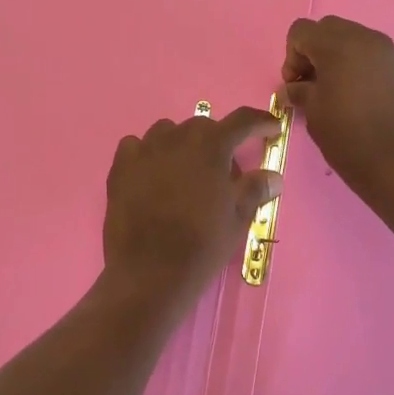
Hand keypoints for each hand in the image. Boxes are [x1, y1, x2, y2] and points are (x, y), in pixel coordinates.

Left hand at [102, 106, 281, 302]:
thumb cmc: (201, 246)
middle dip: (218, 141)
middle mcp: (177, 138)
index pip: (242, 121)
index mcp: (211, 146)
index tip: (271, 129)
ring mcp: (145, 150)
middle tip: (224, 171)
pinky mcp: (120, 167)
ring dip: (182, 144)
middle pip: (203, 126)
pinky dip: (147, 154)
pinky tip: (152, 174)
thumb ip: (255, 189)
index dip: (261, 122)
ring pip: (168, 132)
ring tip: (186, 173)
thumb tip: (273, 176)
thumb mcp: (237, 219)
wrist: (149, 273)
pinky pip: (136, 146)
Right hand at [282, 16, 393, 196]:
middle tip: (314, 85)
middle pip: (331, 29)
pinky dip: (366, 70)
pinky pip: (380, 60)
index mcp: (340, 45)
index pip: (302, 30)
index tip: (295, 84)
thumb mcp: (313, 114)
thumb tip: (293, 88)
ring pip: (359, 42)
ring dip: (343, 59)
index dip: (292, 55)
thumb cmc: (349, 137)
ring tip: (342, 94)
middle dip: (317, 52)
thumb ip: (300, 91)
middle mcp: (369, 40)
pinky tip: (367, 102)